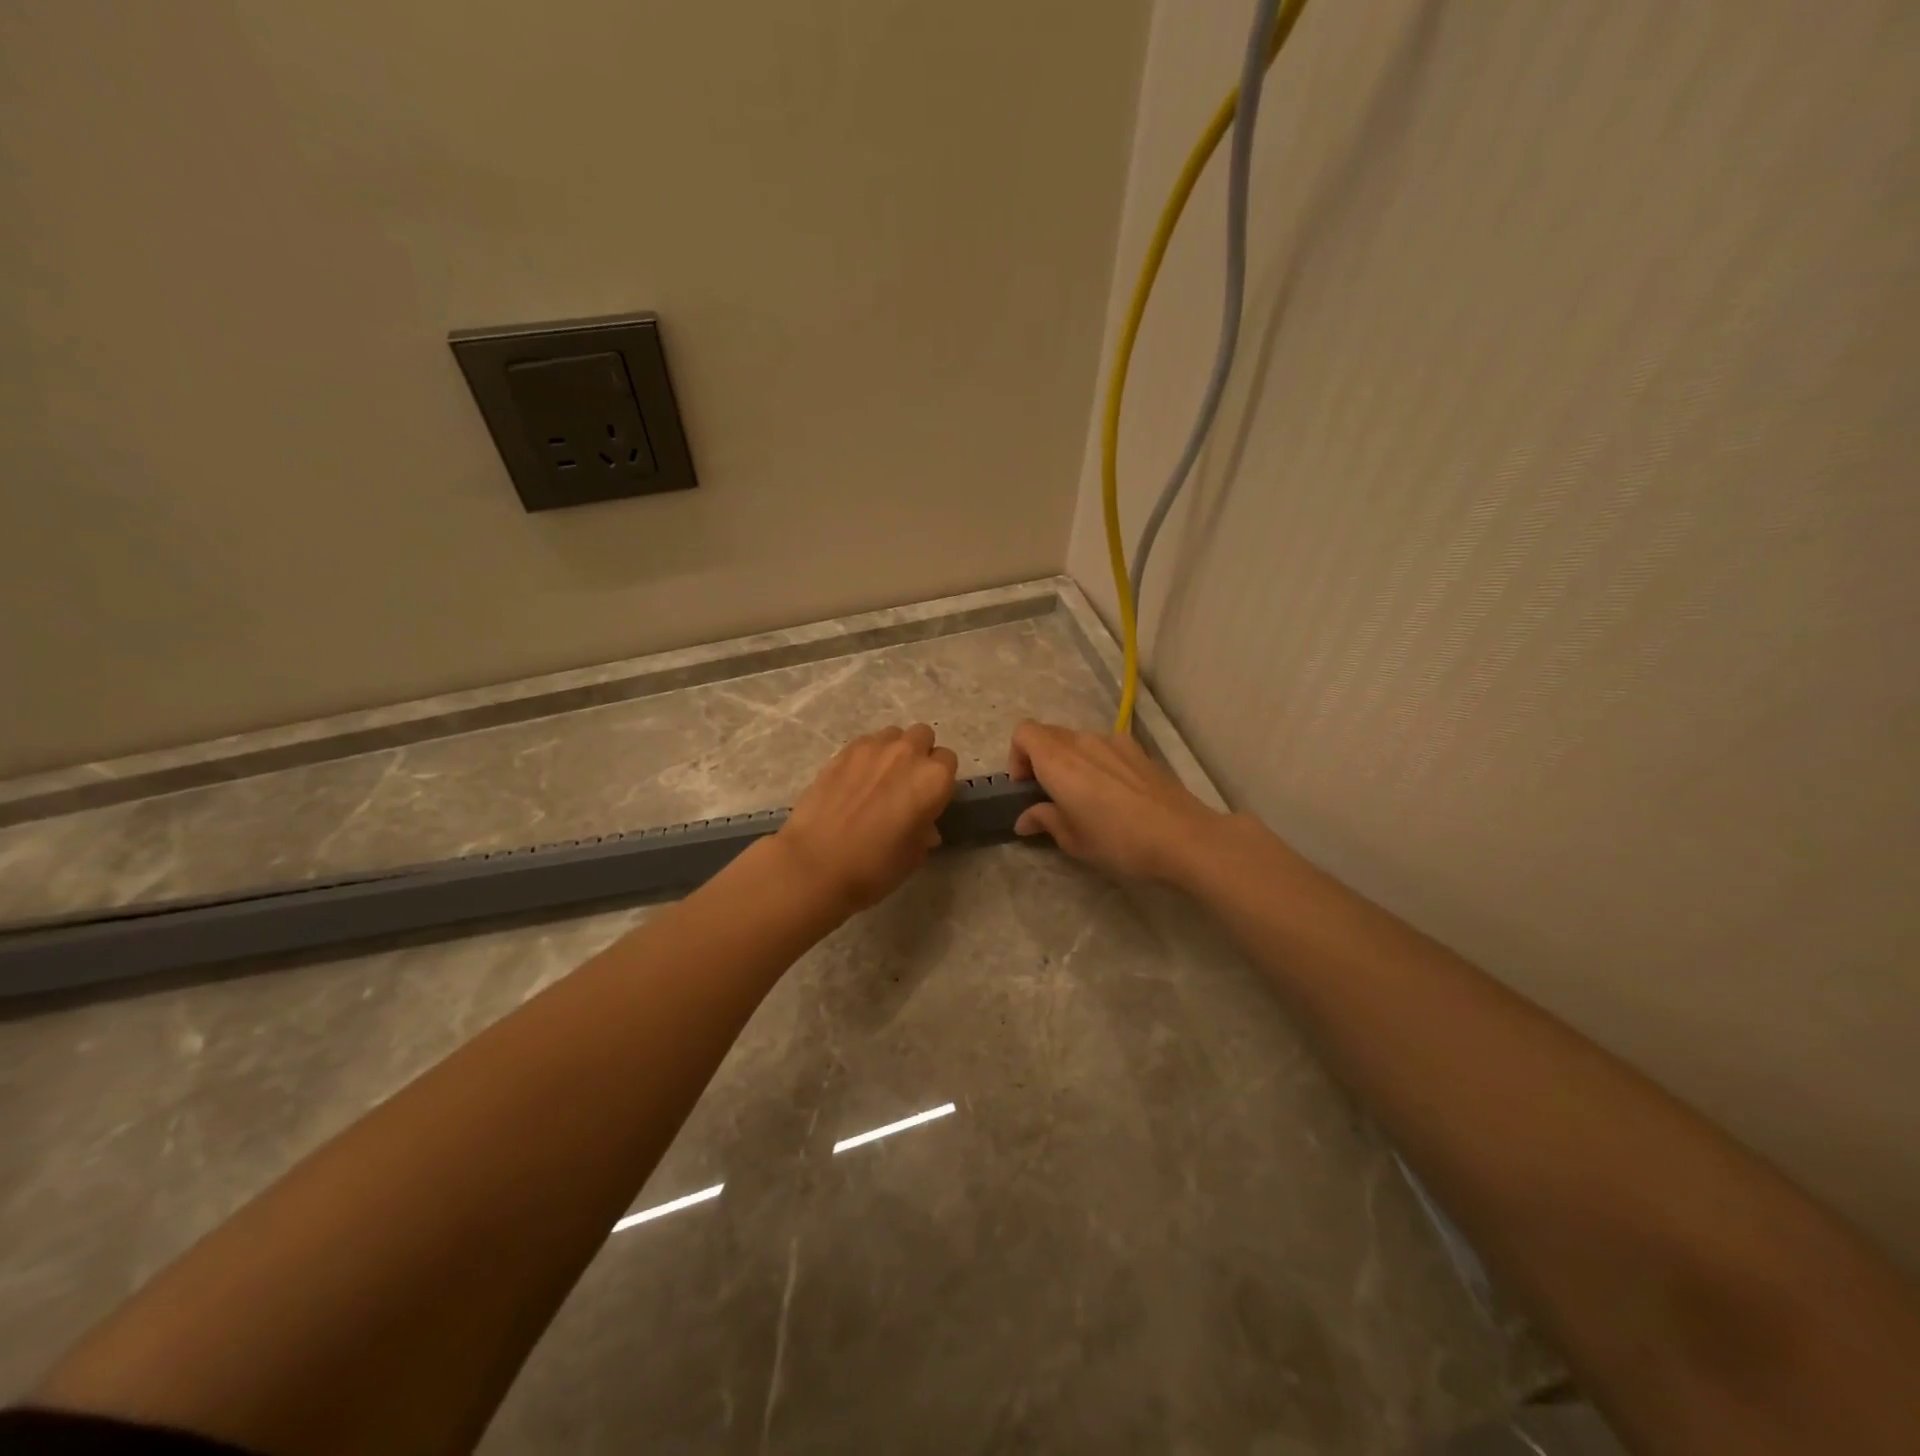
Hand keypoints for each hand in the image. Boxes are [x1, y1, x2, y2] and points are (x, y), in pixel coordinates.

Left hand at [773, 723, 958, 915]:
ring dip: (893, 750)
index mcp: (933, 779)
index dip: (940, 780)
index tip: (929, 798)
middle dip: (919, 754)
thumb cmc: (875, 866)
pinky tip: (854, 780)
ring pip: (893, 735)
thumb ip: (924, 832)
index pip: (948, 761)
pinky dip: (867, 756)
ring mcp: (873, 748)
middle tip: (906, 784)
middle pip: (923, 736)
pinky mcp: (843, 751)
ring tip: (879, 778)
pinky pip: (865, 742)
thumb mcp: (914, 856)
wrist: (816, 863)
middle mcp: (908, 753)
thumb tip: (923, 826)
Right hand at [1008, 720, 1226, 884]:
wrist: (1183, 837)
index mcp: (1059, 761)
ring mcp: (1114, 742)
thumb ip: (1045, 821)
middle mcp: (1083, 742)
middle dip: (1040, 759)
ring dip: (1069, 760)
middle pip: (1048, 734)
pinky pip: (1105, 747)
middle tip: (1049, 795)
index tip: (1026, 787)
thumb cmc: (1119, 841)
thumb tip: (1026, 818)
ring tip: (1083, 795)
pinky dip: (1097, 761)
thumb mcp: (1074, 840)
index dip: (1017, 756)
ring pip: (1077, 740)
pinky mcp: (1138, 750)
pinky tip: (1114, 793)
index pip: (1023, 732)